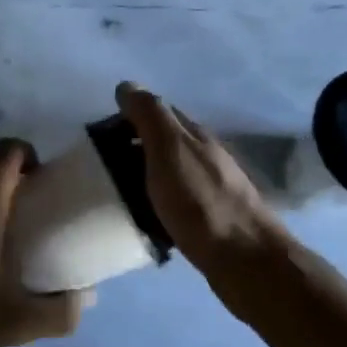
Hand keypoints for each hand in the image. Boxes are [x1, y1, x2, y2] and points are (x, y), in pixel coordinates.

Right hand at [116, 81, 291, 272]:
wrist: (246, 261)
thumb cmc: (201, 202)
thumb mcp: (169, 150)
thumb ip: (150, 116)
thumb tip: (127, 85)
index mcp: (195, 135)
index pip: (158, 112)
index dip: (129, 117)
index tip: (99, 135)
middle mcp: (206, 156)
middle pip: (164, 143)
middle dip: (134, 148)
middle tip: (102, 167)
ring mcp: (212, 189)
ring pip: (170, 174)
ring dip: (145, 178)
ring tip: (116, 195)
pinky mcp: (212, 221)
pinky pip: (177, 204)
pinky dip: (158, 206)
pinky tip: (145, 222)